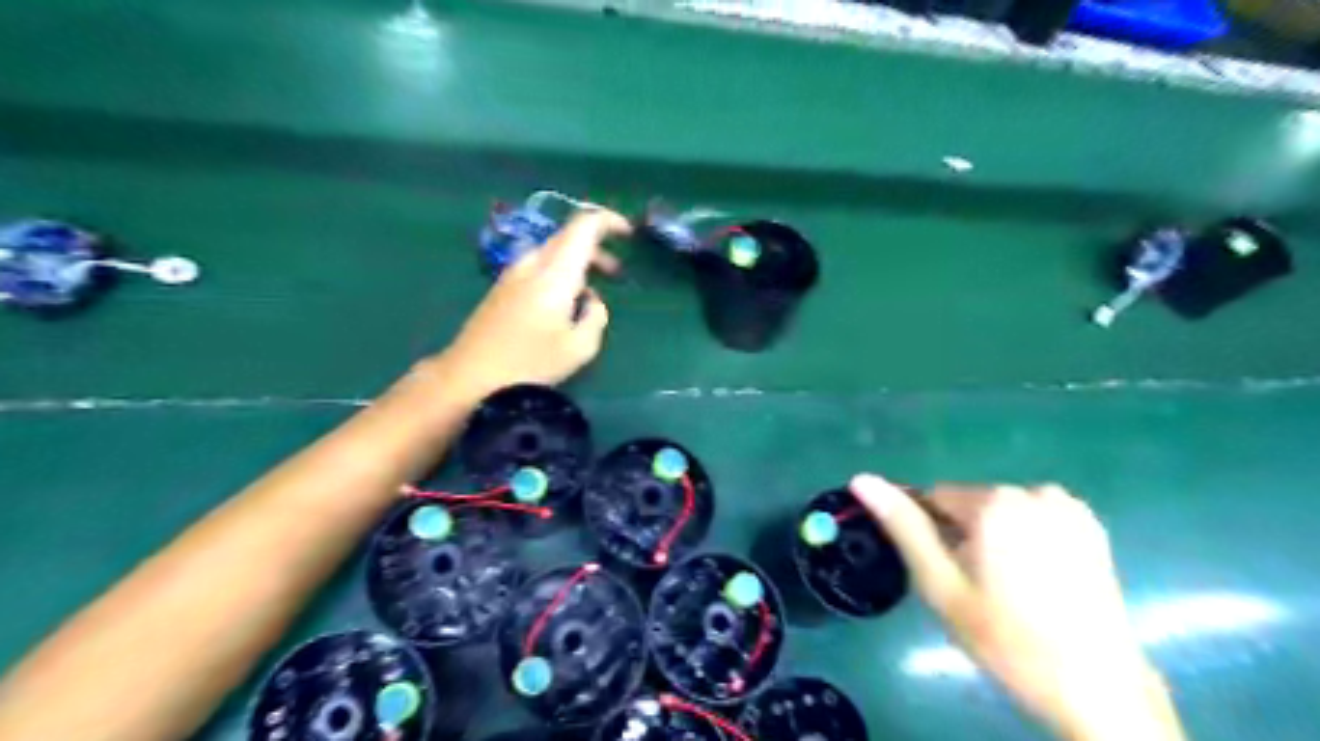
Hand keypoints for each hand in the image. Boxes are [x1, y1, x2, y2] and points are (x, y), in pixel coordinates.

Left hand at [423, 207, 627, 404]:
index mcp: (555, 272)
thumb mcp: (580, 348)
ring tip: (593, 292)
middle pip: (568, 237)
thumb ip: (596, 316)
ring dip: (577, 263)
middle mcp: (532, 263)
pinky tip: (564, 304)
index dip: (609, 221)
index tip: (629, 234)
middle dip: (597, 248)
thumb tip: (591, 300)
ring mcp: (512, 274)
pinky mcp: (501, 289)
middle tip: (617, 274)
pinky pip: (538, 267)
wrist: (469, 377)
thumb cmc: (529, 365)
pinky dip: (560, 273)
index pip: (584, 225)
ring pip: (552, 252)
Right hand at [857, 474, 1185, 740]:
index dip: (931, 534)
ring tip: (1008, 588)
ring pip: (1001, 511)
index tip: (943, 572)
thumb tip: (861, 480)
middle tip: (975, 589)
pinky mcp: (1089, 525)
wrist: (1096, 687)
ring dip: (994, 537)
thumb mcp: (940, 584)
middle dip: (964, 536)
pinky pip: (1033, 519)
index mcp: (993, 502)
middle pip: (970, 504)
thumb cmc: (1005, 637)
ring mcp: (1066, 506)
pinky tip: (1037, 580)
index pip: (935, 498)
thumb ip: (902, 526)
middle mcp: (1031, 491)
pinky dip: (1026, 539)